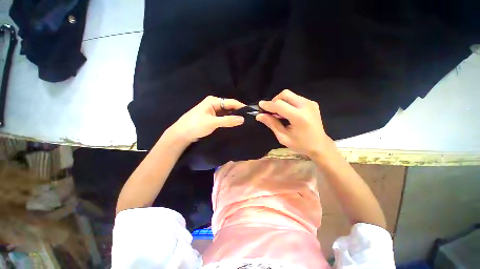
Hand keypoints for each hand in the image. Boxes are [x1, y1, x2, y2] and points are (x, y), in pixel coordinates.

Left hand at [168, 96, 245, 143]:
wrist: (181, 134)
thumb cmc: (195, 125)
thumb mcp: (213, 122)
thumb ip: (228, 120)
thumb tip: (243, 119)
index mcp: (213, 101)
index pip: (231, 102)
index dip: (241, 107)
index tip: (250, 112)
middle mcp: (214, 104)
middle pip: (229, 107)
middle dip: (238, 112)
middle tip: (248, 119)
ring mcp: (213, 111)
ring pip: (226, 113)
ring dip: (233, 117)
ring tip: (244, 122)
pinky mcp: (212, 118)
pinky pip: (223, 118)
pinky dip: (228, 120)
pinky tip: (234, 124)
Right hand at [256, 89, 333, 156]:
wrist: (320, 145)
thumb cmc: (300, 144)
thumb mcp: (283, 137)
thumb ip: (272, 124)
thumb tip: (259, 116)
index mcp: (299, 117)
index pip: (279, 105)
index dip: (268, 105)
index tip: (260, 106)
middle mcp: (306, 106)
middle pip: (285, 94)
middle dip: (274, 101)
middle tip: (271, 111)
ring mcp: (310, 103)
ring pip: (290, 95)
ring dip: (281, 101)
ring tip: (278, 113)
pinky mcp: (312, 103)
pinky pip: (295, 98)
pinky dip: (287, 103)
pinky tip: (287, 113)